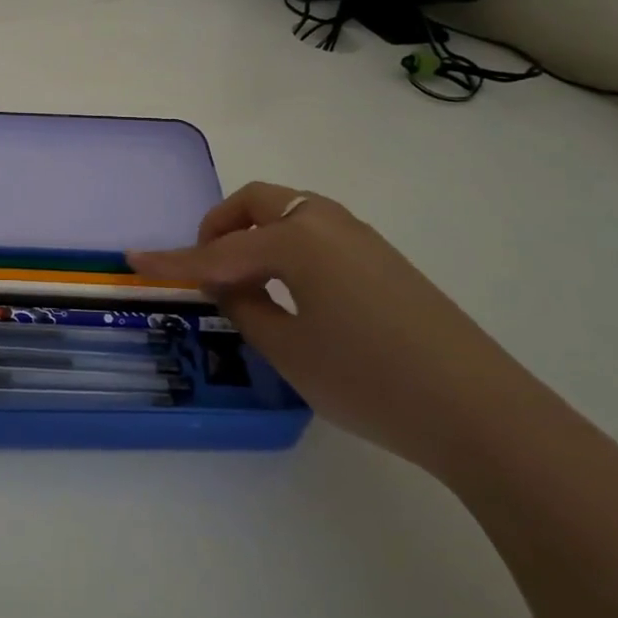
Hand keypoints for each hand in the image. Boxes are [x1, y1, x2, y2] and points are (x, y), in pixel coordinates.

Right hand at [129, 182, 567, 478]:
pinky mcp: (385, 260)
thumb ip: (245, 309)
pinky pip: (317, 233)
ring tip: (244, 282)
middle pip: (257, 203)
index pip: (215, 253)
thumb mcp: (288, 350)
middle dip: (220, 227)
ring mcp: (362, 238)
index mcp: (295, 241)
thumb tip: (229, 286)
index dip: (171, 261)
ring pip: (289, 214)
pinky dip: (286, 247)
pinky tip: (290, 290)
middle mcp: (326, 223)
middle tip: (204, 267)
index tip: (132, 259)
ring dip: (255, 234)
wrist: (485, 415)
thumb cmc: (370, 380)